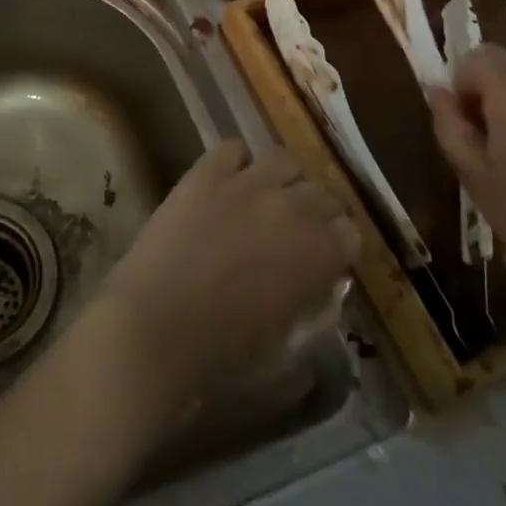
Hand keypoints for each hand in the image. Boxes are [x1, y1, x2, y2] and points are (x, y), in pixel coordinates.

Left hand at [95, 140, 358, 410]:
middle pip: (323, 190)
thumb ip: (318, 319)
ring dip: (285, 180)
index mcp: (318, 254)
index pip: (351, 232)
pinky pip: (233, 149)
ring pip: (285, 160)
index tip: (328, 260)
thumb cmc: (224, 356)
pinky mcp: (205, 172)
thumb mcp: (289, 356)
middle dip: (319, 211)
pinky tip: (229, 184)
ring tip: (269, 200)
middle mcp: (290, 206)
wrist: (155, 327)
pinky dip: (237, 163)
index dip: (340, 247)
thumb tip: (329, 291)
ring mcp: (245, 182)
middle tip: (300, 231)